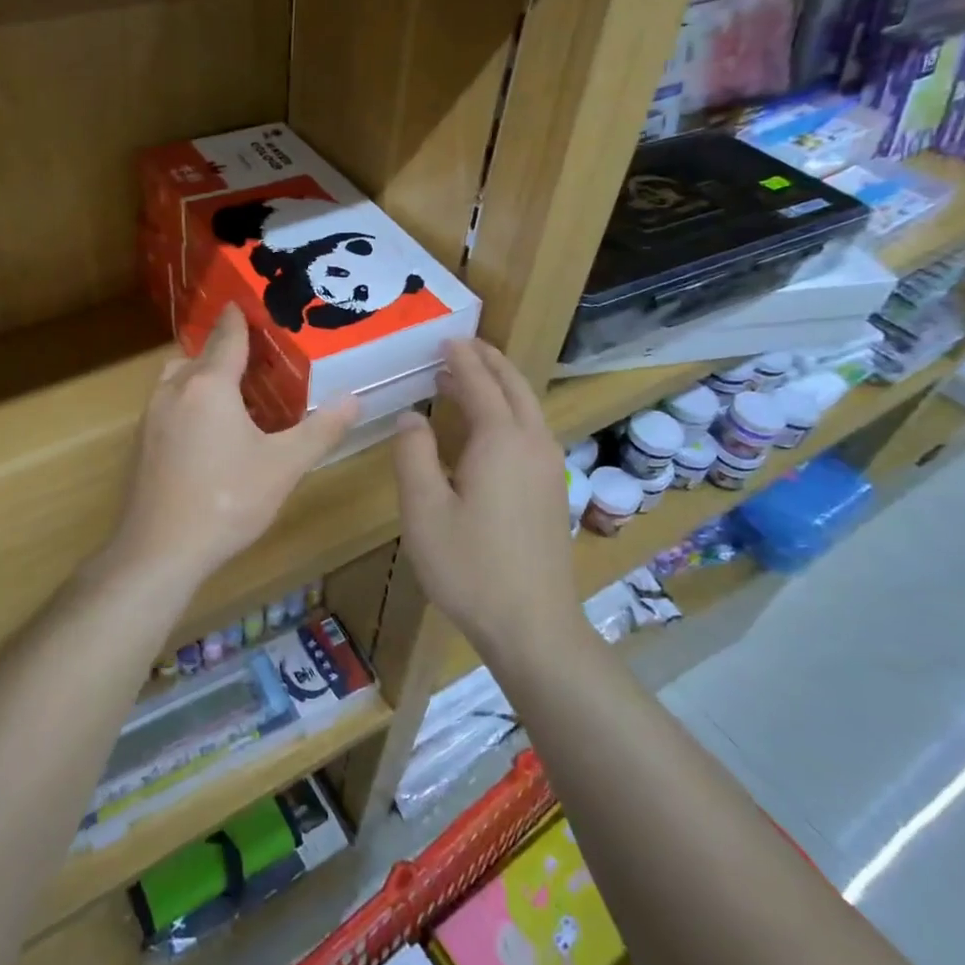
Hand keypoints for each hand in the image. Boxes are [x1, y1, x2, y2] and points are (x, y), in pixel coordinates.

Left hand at [103, 305, 357, 587]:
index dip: (243, 317)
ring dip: (204, 376)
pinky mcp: (142, 442)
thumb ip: (320, 429)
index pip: (228, 335)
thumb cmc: (226, 501)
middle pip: (201, 354)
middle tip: (261, 359)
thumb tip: (354, 398)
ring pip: (179, 379)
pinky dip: (190, 402)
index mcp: (209, 385)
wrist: (158, 551)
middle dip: (227, 350)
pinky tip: (211, 433)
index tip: (258, 304)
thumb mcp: (284, 466)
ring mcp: (151, 416)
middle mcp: (175, 390)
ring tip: (238, 395)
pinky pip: (170, 405)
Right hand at [393, 339, 579, 660]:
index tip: (444, 339)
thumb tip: (411, 417)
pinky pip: (532, 430)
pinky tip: (490, 429)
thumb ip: (414, 455)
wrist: (533, 625)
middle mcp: (533, 444)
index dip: (461, 359)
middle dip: (489, 361)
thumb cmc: (470, 567)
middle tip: (461, 346)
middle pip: (514, 387)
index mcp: (501, 441)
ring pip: (528, 408)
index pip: (480, 383)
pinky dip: (510, 411)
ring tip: (469, 379)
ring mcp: (549, 467)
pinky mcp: (552, 489)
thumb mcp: (424, 510)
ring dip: (501, 386)